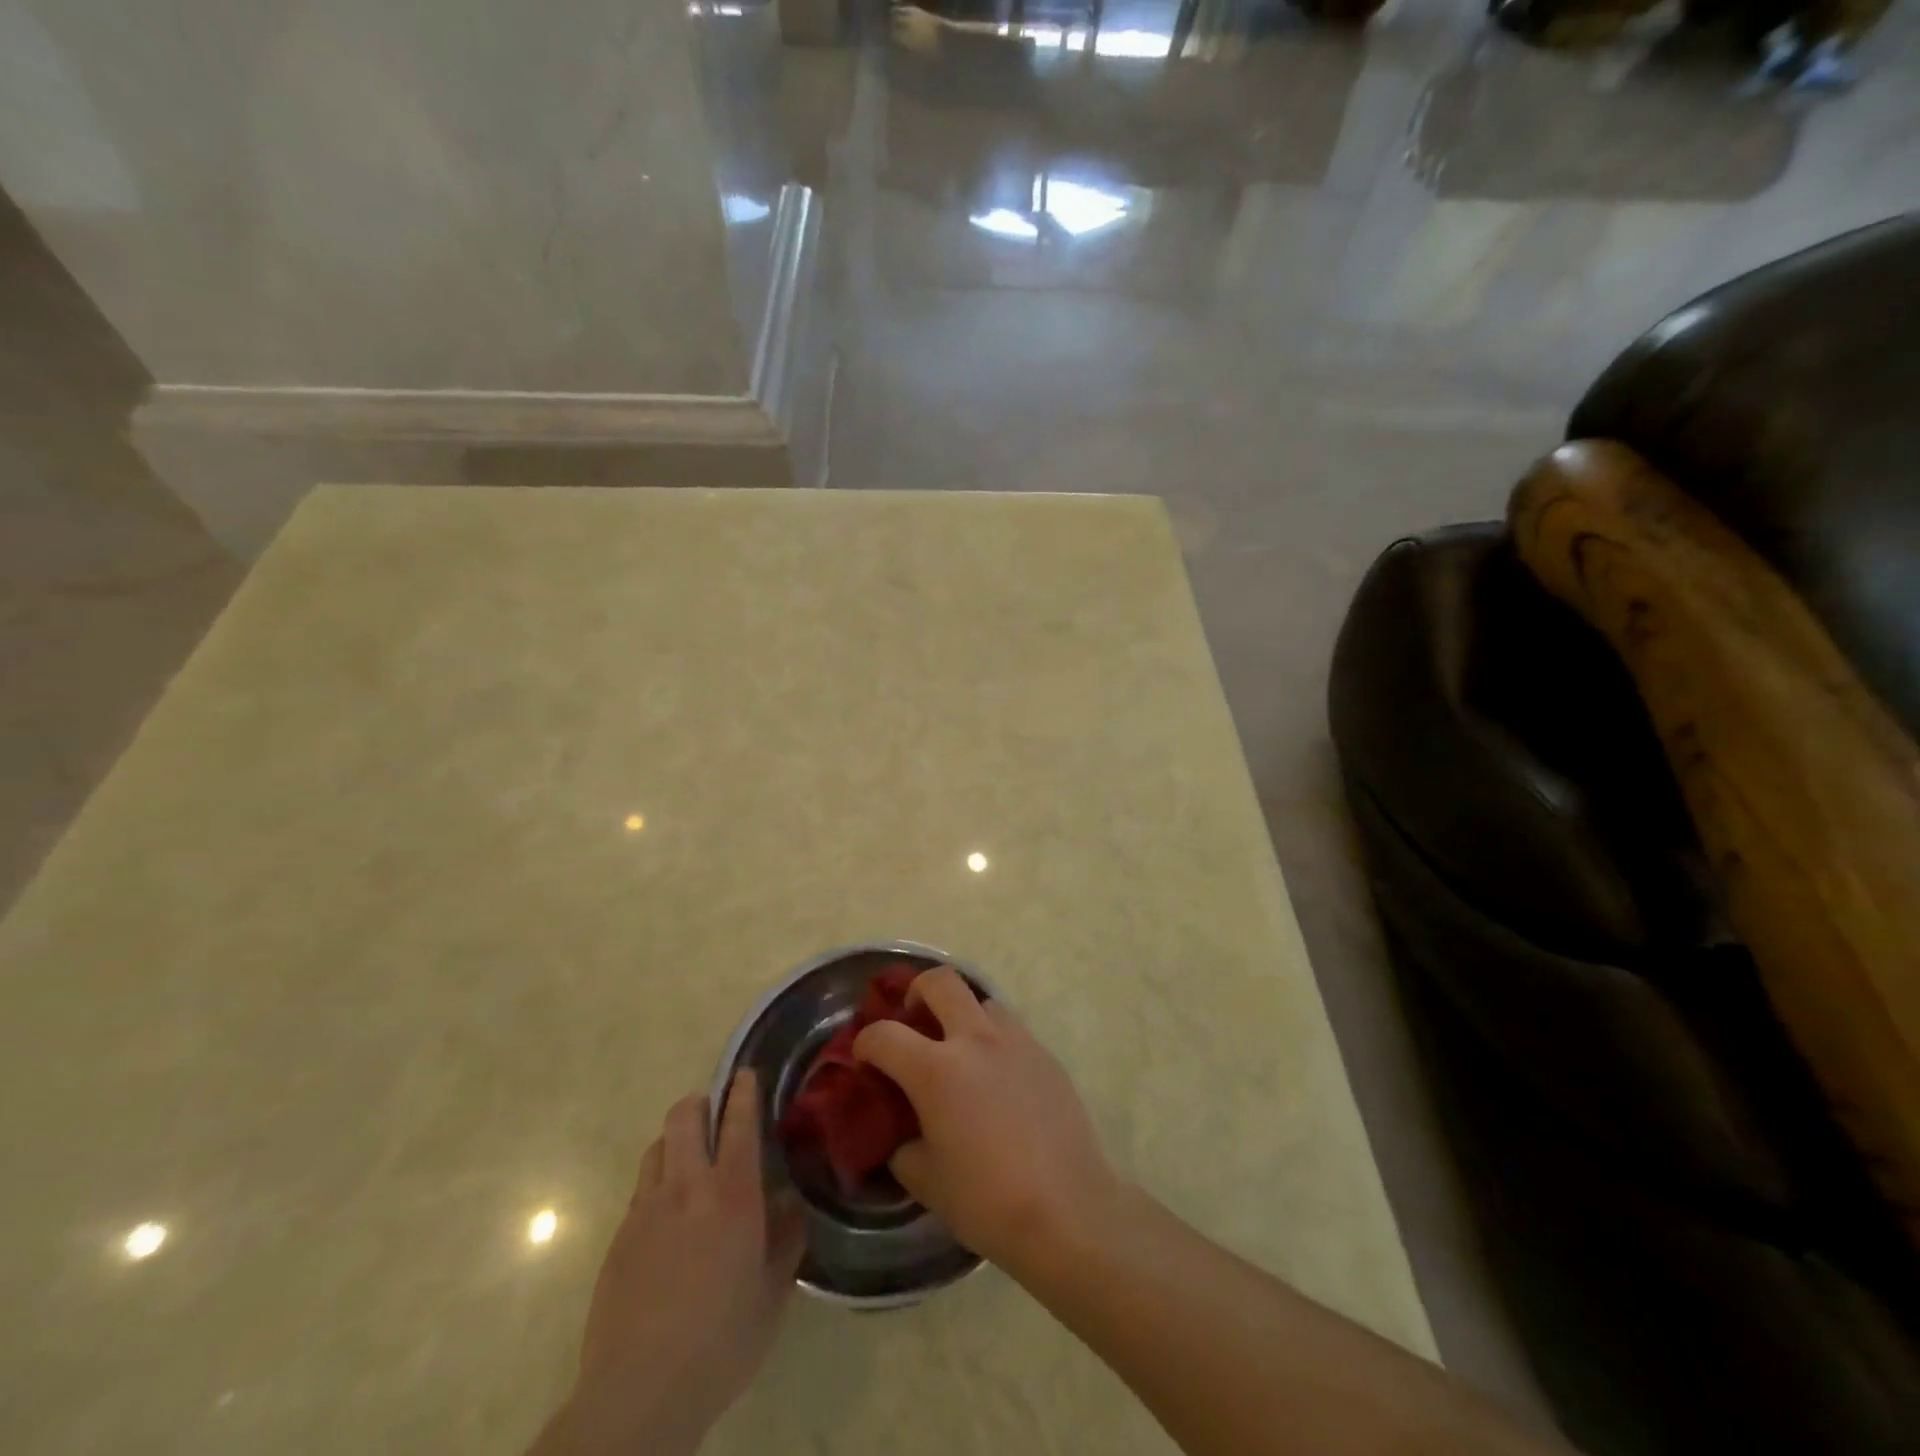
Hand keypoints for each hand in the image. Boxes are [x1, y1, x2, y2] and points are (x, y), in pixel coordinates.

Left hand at [537, 1071, 805, 1455]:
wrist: (639, 1394)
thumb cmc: (721, 1341)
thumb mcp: (773, 1293)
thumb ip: (786, 1239)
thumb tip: (789, 1204)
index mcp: (732, 1193)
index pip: (738, 1121)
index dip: (743, 1091)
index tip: (746, 1074)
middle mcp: (687, 1186)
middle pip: (685, 1116)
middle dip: (700, 1103)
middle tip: (715, 1116)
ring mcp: (646, 1209)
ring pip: (657, 1146)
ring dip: (675, 1141)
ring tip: (689, 1162)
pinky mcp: (619, 1237)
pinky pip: (641, 1189)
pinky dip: (657, 1183)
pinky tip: (668, 1219)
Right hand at [852, 967, 1118, 1275]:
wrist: (1068, 1211)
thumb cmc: (987, 1201)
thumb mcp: (926, 1181)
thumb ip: (903, 1147)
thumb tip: (902, 1135)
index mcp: (936, 1070)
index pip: (885, 1034)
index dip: (865, 1043)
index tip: (864, 1058)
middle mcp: (975, 1041)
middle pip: (941, 982)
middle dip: (917, 991)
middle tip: (913, 1019)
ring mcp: (1016, 1042)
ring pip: (982, 1001)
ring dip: (963, 1015)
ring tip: (960, 1050)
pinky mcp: (1045, 1055)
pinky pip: (1012, 1031)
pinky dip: (994, 1042)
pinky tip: (997, 1081)